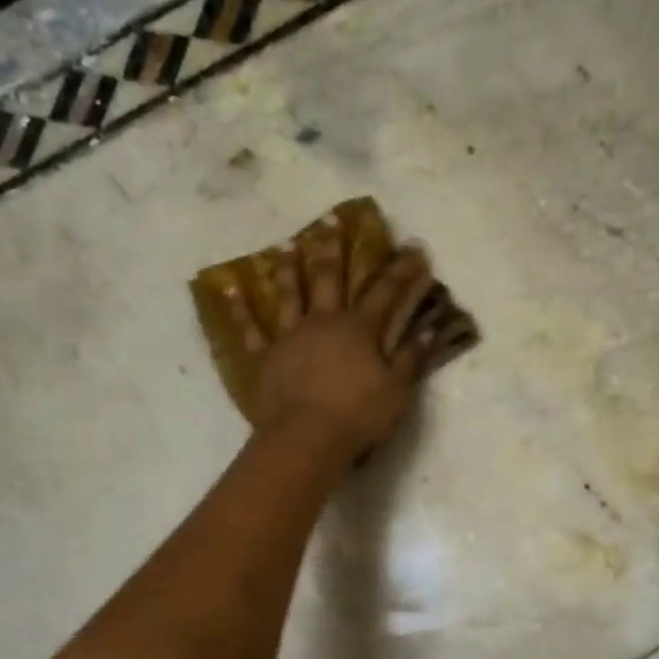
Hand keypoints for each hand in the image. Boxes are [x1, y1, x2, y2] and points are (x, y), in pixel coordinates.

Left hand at [220, 215, 441, 462]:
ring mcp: (290, 337)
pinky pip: (250, 331)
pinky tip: (230, 290)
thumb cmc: (358, 415)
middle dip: (334, 250)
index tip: (414, 247)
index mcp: (359, 329)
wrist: (307, 438)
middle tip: (331, 220)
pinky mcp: (266, 358)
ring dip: (288, 269)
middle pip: (329, 279)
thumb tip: (429, 330)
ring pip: (289, 295)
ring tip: (286, 245)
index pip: (386, 293)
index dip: (402, 271)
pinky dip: (240, 310)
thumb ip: (411, 358)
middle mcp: (323, 322)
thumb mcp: (396, 390)